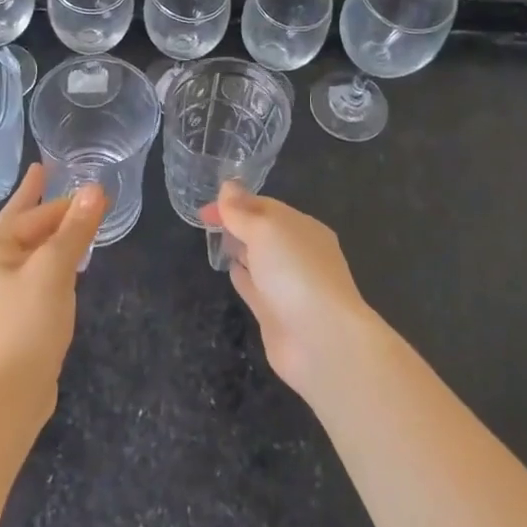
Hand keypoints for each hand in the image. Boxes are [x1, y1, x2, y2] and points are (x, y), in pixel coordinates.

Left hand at [0, 163, 105, 416]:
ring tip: (64, 213)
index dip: (68, 202)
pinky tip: (64, 261)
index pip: (35, 215)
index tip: (95, 190)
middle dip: (39, 202)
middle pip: (21, 224)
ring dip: (49, 234)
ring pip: (28, 250)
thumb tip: (95, 188)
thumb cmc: (26, 323)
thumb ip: (75, 228)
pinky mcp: (6, 313)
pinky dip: (48, 260)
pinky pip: (31, 273)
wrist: (6, 396)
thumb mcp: (55, 269)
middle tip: (43, 170)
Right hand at [203, 182, 379, 396]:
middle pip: (263, 232)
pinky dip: (242, 276)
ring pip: (259, 259)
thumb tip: (228, 186)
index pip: (265, 207)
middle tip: (205, 220)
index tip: (205, 208)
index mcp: (303, 228)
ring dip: (239, 248)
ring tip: (215, 240)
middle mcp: (298, 254)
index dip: (235, 203)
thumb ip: (242, 211)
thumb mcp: (266, 230)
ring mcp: (288, 285)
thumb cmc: (295, 272)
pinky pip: (255, 287)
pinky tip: (229, 270)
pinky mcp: (276, 313)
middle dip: (237, 223)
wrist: (321, 340)